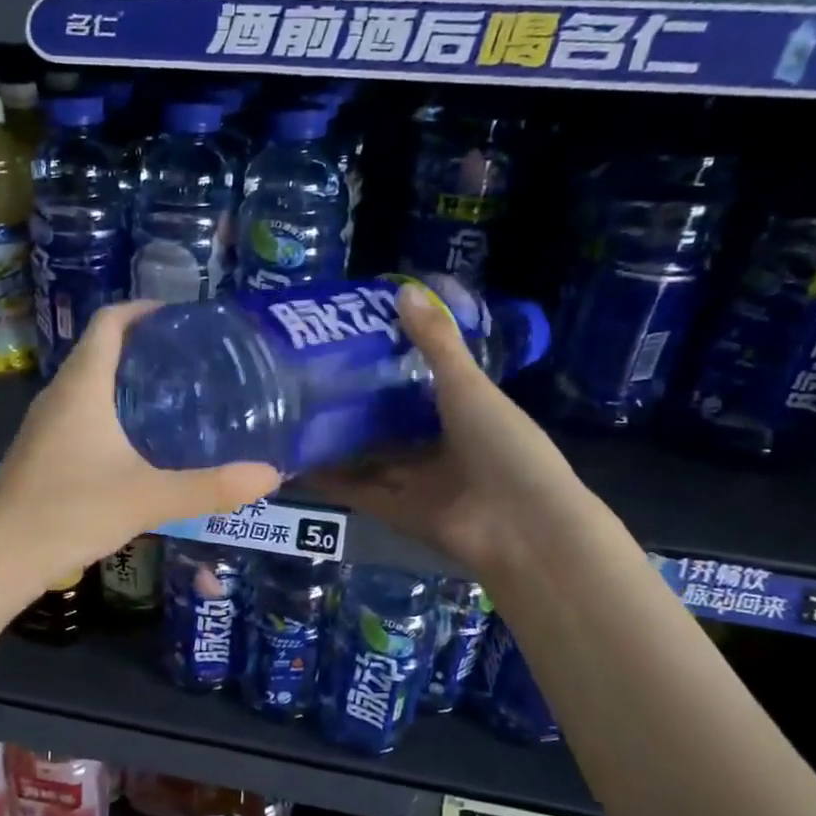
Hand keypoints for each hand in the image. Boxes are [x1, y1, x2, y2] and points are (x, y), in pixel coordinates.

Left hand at [0, 302, 280, 579]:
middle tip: (192, 361)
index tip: (181, 317)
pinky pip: (81, 413)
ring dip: (127, 381)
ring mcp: (45, 424)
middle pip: (101, 349)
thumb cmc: (70, 512)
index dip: (143, 309)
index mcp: (82, 386)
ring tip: (175, 397)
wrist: (0, 556)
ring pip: (90, 384)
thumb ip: (210, 487)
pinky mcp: (42, 451)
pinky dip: (112, 412)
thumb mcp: (148, 498)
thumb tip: (270, 475)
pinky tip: (139, 443)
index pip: (109, 322)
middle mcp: (59, 395)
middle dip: (144, 347)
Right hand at [308, 283, 581, 575]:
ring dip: (337, 445)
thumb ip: (435, 343)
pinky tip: (297, 463)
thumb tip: (402, 290)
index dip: (388, 369)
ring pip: (368, 460)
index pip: (419, 388)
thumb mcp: (468, 386)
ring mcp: (417, 484)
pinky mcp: (397, 513)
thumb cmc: (504, 445)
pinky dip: (330, 481)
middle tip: (309, 382)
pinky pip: (358, 493)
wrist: (522, 525)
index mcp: (463, 415)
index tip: (350, 345)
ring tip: (293, 418)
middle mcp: (438, 449)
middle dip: (355, 409)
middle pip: (389, 427)